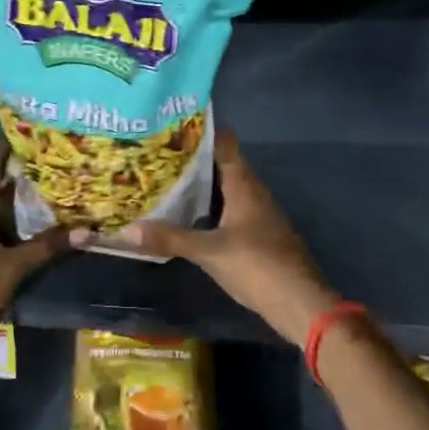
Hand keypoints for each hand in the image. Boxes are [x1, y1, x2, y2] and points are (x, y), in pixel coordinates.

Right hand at [71, 130, 338, 344]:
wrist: (301, 304)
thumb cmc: (258, 266)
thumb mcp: (209, 252)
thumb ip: (171, 238)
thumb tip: (127, 229)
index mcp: (244, 185)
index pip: (224, 143)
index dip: (200, 131)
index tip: (171, 125)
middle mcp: (253, 192)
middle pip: (222, 164)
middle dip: (192, 158)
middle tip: (157, 152)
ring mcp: (258, 214)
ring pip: (225, 187)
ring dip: (200, 183)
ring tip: (165, 179)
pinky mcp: (258, 234)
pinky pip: (229, 208)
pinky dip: (209, 206)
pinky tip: (188, 215)